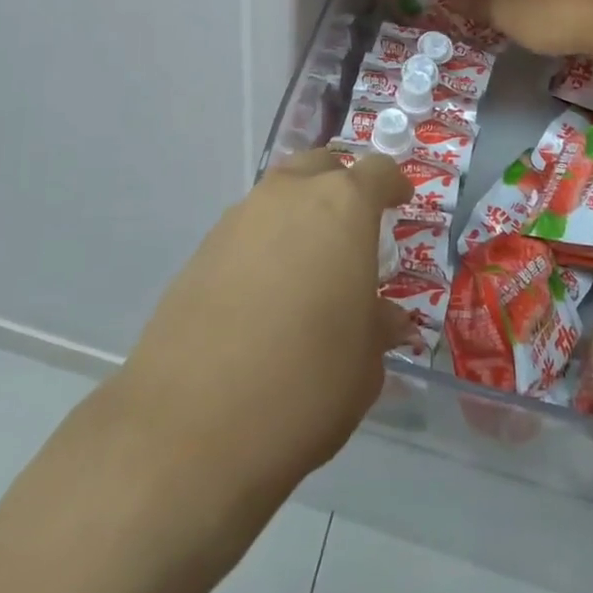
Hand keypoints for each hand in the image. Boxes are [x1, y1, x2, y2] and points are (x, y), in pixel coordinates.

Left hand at [112, 150, 413, 499]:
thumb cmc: (306, 383)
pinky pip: (246, 230)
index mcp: (342, 207)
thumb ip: (378, 327)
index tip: (401, 200)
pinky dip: (264, 245)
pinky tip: (265, 292)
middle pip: (320, 166)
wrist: (191, 426)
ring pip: (278, 195)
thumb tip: (386, 319)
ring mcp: (237, 219)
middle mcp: (288, 197)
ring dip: (298, 214)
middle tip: (353, 225)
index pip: (377, 171)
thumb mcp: (365, 364)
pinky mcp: (200, 251)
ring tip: (308, 263)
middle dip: (341, 184)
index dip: (393, 183)